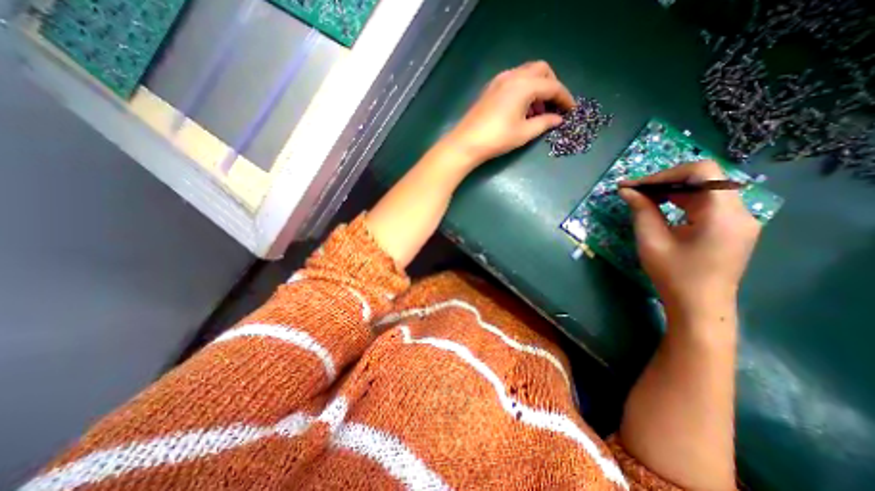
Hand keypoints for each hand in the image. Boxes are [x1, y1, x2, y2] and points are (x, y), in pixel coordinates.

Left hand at [440, 59, 578, 168]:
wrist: (466, 143)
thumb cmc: (497, 138)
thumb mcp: (524, 133)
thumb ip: (544, 123)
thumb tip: (558, 119)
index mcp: (524, 85)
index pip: (553, 86)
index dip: (565, 98)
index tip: (572, 109)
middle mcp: (513, 76)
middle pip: (541, 71)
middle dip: (552, 86)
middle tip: (553, 106)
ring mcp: (499, 80)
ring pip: (526, 74)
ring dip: (537, 88)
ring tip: (537, 112)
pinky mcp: (490, 89)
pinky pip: (513, 81)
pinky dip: (523, 90)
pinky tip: (521, 109)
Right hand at [618, 161, 763, 318]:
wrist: (699, 306)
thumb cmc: (673, 275)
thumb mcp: (651, 241)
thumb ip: (641, 210)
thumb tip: (626, 190)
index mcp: (722, 214)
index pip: (702, 171)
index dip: (665, 174)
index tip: (636, 186)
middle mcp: (738, 211)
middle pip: (704, 179)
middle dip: (664, 181)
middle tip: (633, 191)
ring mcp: (738, 219)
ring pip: (704, 190)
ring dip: (671, 190)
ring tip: (642, 198)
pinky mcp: (731, 227)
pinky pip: (706, 203)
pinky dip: (681, 201)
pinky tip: (660, 208)